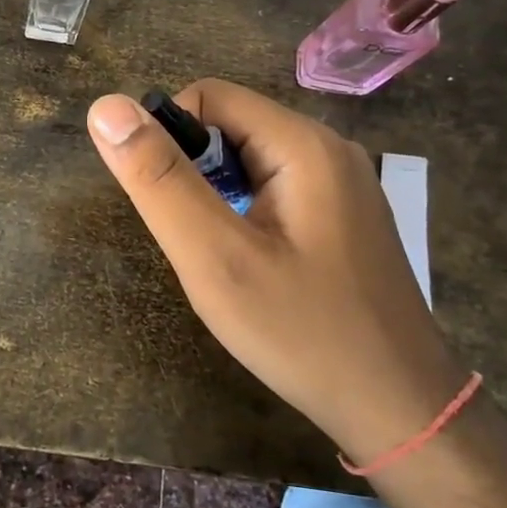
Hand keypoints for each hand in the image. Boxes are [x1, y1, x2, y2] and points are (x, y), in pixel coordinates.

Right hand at [86, 79, 466, 464]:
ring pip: (251, 159)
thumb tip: (105, 107)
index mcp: (303, 143)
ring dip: (218, 197)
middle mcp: (329, 148)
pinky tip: (255, 266)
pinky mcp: (345, 214)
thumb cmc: (302, 333)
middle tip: (197, 242)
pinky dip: (246, 213)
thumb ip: (159, 179)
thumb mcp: (215, 258)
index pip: (209, 97)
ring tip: (224, 259)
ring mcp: (343, 182)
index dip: (169, 138)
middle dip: (195, 173)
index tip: (167, 205)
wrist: (401, 411)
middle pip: (232, 126)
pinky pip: (276, 188)